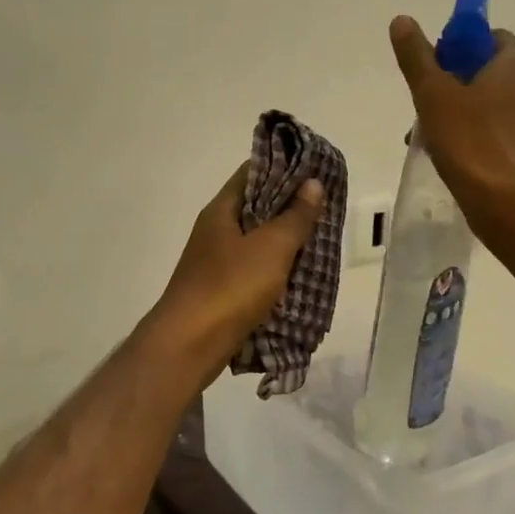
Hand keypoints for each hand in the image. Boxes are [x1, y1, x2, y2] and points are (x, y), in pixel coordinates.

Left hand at [145, 165, 325, 376]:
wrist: (189, 345)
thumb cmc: (230, 287)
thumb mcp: (271, 247)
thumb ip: (294, 216)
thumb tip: (312, 183)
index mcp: (221, 210)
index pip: (251, 173)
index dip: (283, 168)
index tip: (315, 170)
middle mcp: (214, 231)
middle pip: (255, 208)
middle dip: (289, 207)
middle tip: (325, 208)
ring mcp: (214, 262)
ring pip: (255, 241)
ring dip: (284, 241)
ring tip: (318, 240)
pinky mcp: (220, 291)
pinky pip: (252, 270)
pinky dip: (274, 269)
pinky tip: (297, 276)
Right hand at [390, 15, 514, 230]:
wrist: (506, 203)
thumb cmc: (470, 140)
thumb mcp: (433, 93)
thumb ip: (416, 56)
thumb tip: (402, 20)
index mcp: (514, 66)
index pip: (493, 37)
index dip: (462, 43)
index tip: (435, 61)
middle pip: (487, 71)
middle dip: (451, 81)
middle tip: (422, 100)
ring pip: (488, 104)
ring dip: (456, 111)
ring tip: (425, 134)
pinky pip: (494, 131)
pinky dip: (470, 134)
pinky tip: (446, 154)